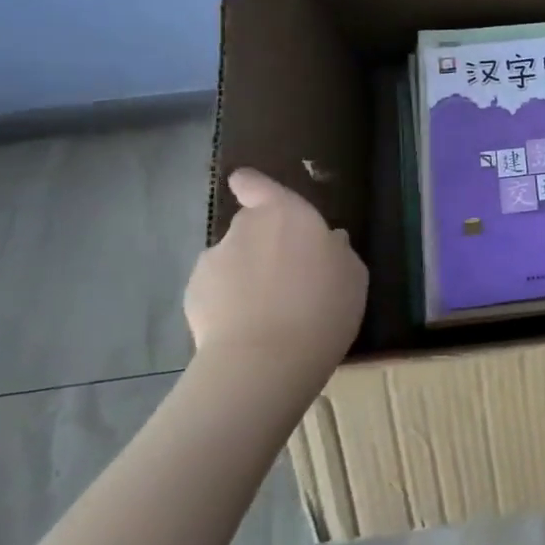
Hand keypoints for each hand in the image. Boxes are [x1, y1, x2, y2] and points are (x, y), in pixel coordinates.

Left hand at [183, 169, 368, 397]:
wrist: (266, 360)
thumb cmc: (323, 306)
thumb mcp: (352, 275)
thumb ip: (337, 252)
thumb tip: (328, 243)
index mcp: (286, 213)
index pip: (256, 184)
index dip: (253, 186)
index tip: (253, 192)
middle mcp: (244, 228)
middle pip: (249, 225)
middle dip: (262, 244)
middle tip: (287, 276)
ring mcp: (213, 261)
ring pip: (232, 260)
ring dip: (245, 275)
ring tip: (267, 311)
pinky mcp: (192, 296)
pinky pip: (215, 292)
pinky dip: (228, 303)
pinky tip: (247, 328)